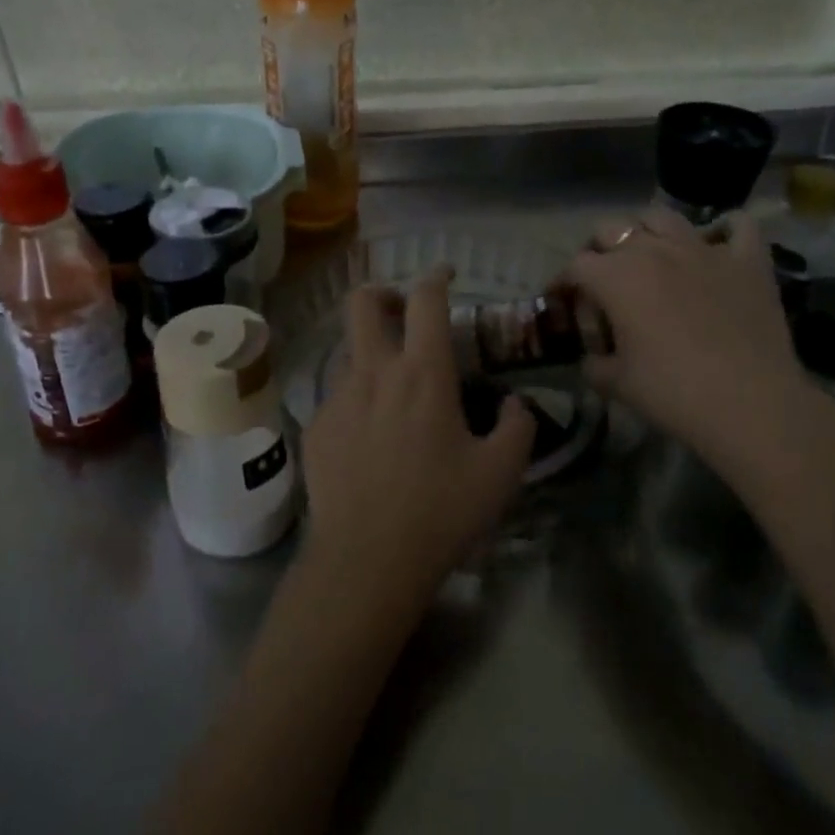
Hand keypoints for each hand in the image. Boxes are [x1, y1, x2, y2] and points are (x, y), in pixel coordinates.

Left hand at [299, 268, 535, 611]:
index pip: (425, 300)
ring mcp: (337, 398)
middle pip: (363, 302)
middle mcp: (374, 373)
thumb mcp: (501, 474)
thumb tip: (516, 404)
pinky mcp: (316, 427)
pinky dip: (358, 402)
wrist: (366, 560)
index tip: (446, 275)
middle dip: (383, 293)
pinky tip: (371, 441)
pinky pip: (338, 397)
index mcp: (422, 374)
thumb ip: (519, 427)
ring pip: (349, 352)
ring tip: (394, 395)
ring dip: (372, 356)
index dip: (436, 276)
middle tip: (402, 312)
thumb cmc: (440, 512)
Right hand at [568, 207, 811, 465]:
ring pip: (662, 217)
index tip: (566, 307)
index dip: (565, 285)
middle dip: (598, 251)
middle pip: (610, 229)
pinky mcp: (747, 261)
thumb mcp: (614, 384)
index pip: (575, 266)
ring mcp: (703, 250)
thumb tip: (594, 358)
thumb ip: (593, 363)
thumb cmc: (672, 393)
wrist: (751, 405)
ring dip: (647, 232)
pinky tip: (717, 247)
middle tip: (603, 282)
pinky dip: (724, 231)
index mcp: (615, 276)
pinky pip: (737, 226)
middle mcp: (654, 250)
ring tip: (650, 258)